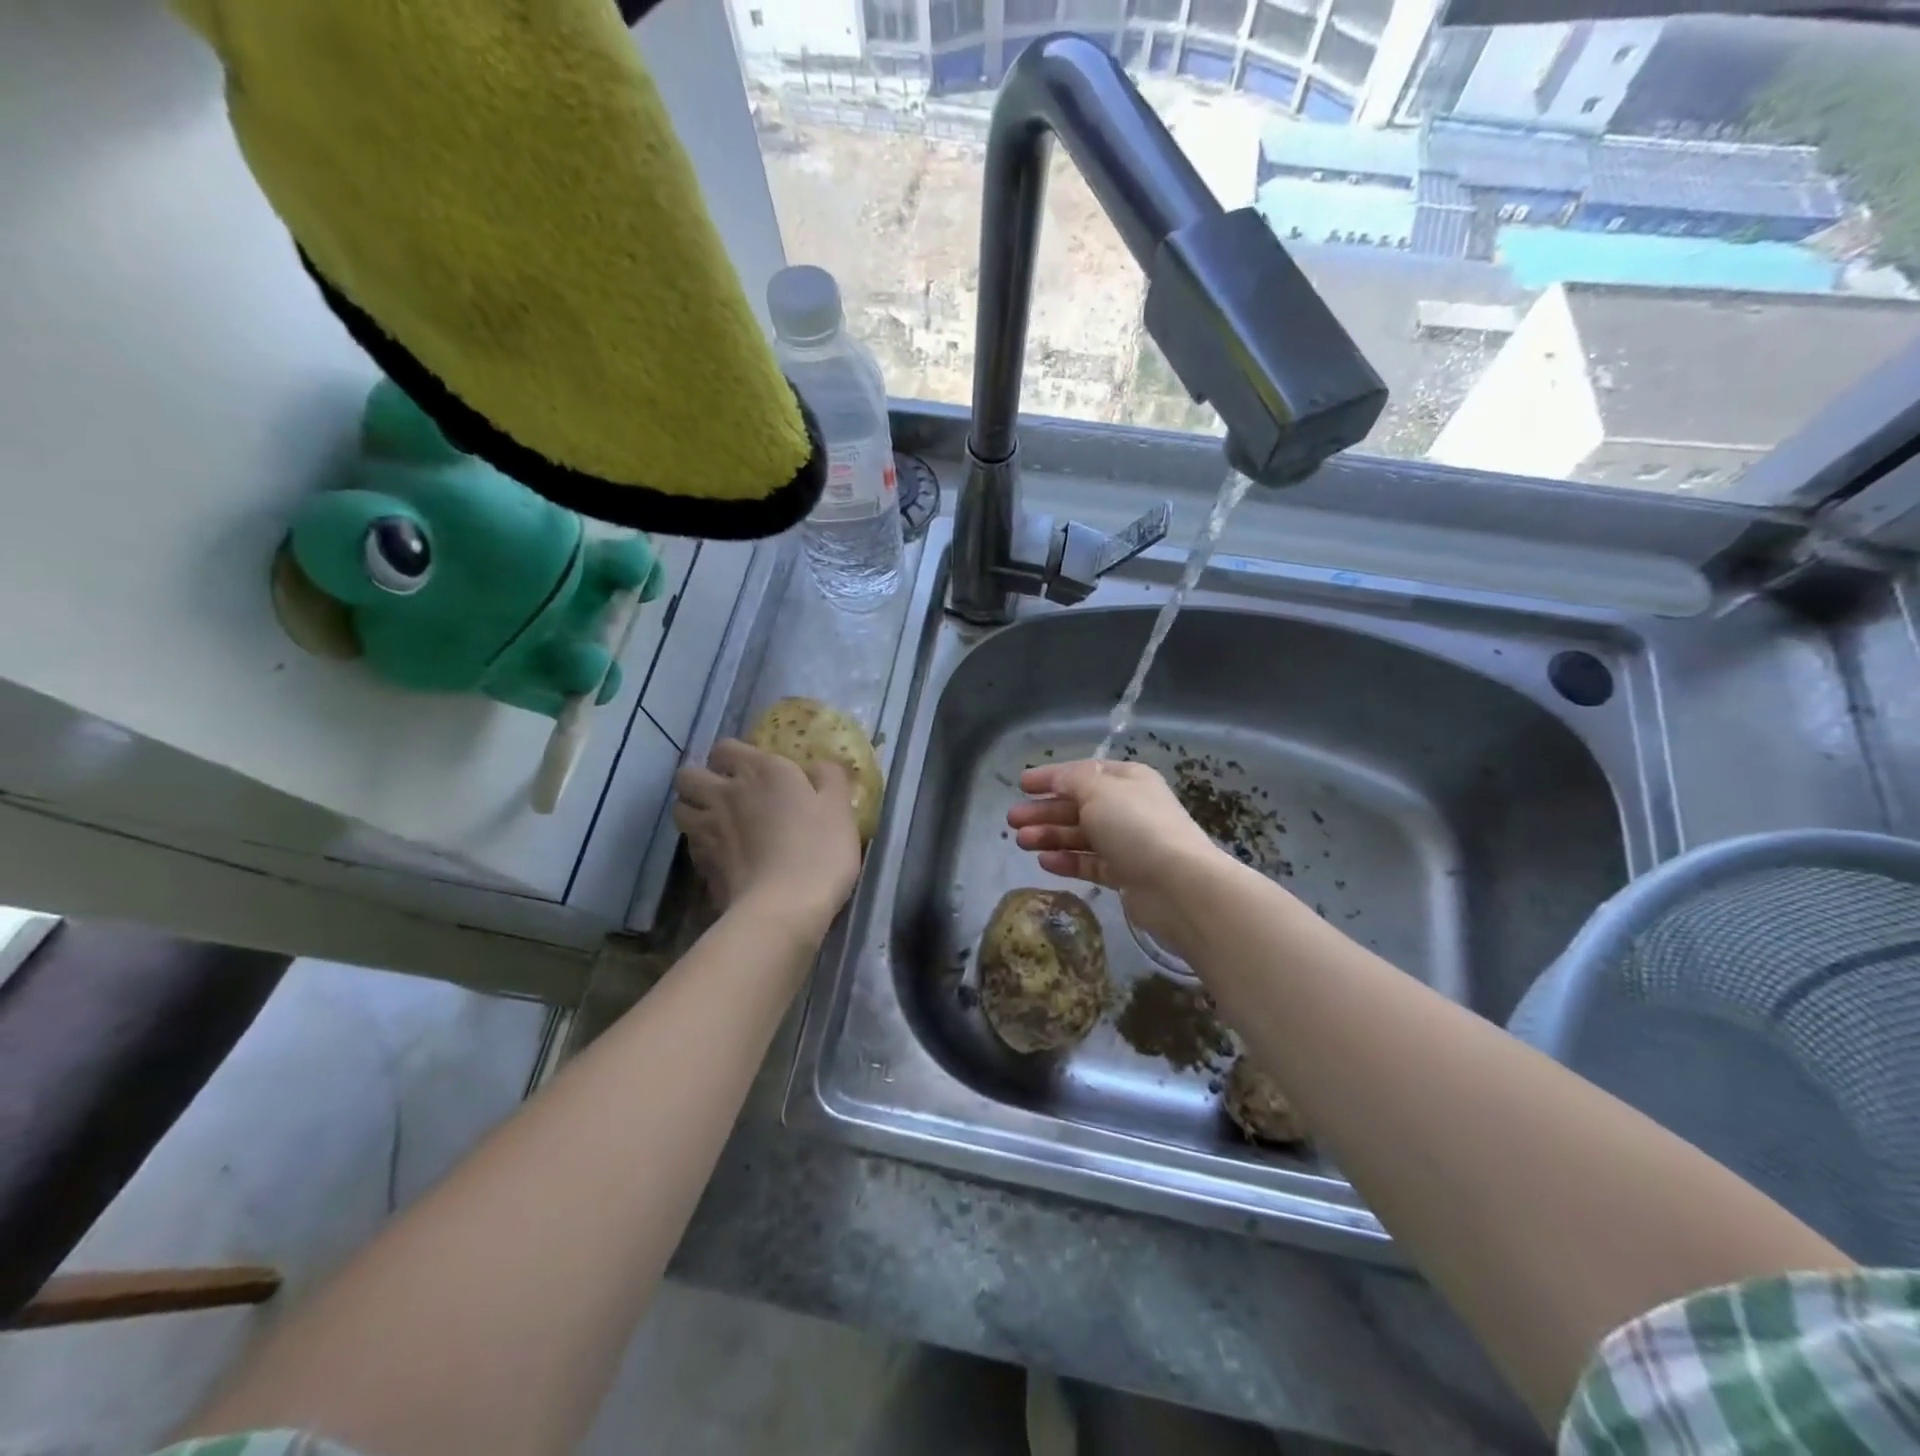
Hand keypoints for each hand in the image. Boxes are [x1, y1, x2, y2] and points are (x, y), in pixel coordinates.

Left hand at [673, 740, 861, 934]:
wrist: (784, 908)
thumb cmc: (818, 850)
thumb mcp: (840, 808)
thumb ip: (830, 777)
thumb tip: (819, 765)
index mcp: (761, 771)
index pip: (726, 748)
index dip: (734, 756)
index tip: (753, 770)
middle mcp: (725, 793)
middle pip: (688, 775)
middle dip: (701, 779)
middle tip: (724, 793)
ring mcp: (707, 830)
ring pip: (680, 808)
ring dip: (693, 809)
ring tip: (715, 822)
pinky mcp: (701, 864)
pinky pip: (690, 843)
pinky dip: (700, 844)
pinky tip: (722, 854)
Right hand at [1006, 759, 1229, 953]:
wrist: (1178, 885)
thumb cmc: (1136, 827)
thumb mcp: (1098, 791)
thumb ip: (1071, 780)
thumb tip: (1056, 778)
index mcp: (1127, 779)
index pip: (1082, 773)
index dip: (1051, 777)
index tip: (1021, 783)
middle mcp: (1128, 807)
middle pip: (1078, 805)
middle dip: (1044, 811)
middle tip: (1012, 820)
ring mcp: (1128, 842)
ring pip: (1081, 835)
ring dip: (1050, 836)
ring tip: (1020, 842)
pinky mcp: (1126, 875)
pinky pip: (1090, 863)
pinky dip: (1067, 860)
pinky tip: (1044, 861)